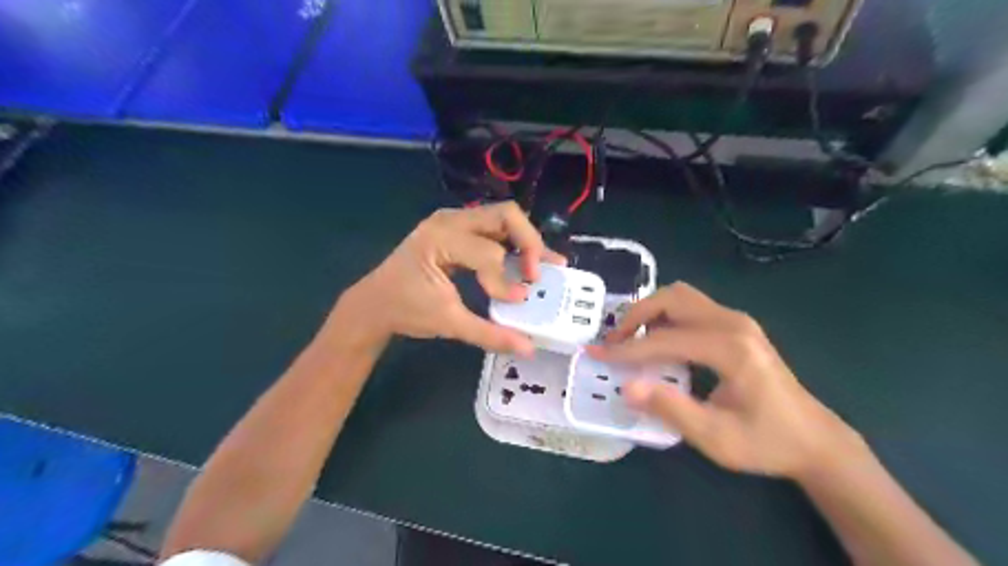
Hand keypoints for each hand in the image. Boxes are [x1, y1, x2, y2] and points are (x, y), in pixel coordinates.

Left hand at [333, 202, 562, 353]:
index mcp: (440, 239)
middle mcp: (449, 220)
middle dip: (529, 243)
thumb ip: (490, 334)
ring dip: (525, 241)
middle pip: (506, 215)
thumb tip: (528, 348)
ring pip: (503, 217)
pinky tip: (528, 261)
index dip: (505, 280)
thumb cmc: (405, 310)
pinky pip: (493, 227)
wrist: (374, 304)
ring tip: (543, 266)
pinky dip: (513, 242)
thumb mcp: (448, 323)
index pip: (488, 253)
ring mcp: (453, 220)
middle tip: (538, 274)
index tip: (516, 302)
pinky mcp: (457, 228)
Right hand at [589, 284, 861, 478]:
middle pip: (673, 298)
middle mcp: (733, 323)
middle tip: (615, 341)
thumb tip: (626, 387)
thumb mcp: (715, 437)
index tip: (595, 354)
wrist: (815, 440)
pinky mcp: (737, 326)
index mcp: (730, 349)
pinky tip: (657, 341)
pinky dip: (666, 317)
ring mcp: (737, 321)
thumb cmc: (766, 442)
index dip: (626, 348)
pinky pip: (692, 308)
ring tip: (631, 340)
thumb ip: (670, 409)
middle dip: (637, 315)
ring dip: (650, 312)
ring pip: (681, 297)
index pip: (665, 339)